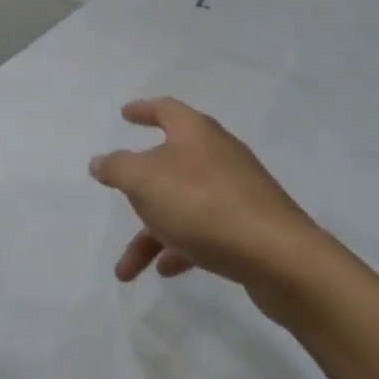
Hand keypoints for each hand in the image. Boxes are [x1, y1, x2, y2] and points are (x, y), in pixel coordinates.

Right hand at [89, 99, 321, 288]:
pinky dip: (181, 245)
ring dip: (152, 232)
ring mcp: (236, 189)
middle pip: (171, 161)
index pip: (166, 109)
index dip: (143, 110)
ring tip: (127, 268)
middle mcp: (218, 154)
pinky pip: (205, 229)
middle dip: (141, 186)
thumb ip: (118, 168)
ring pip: (183, 203)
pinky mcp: (249, 224)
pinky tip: (166, 270)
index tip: (124, 114)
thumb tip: (100, 161)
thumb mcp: (146, 181)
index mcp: (196, 132)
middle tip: (121, 196)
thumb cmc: (203, 205)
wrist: (277, 255)